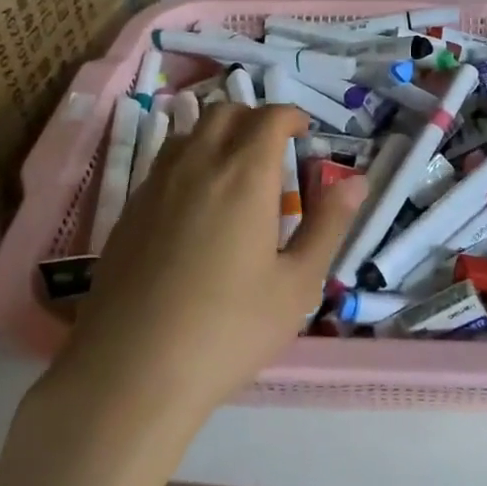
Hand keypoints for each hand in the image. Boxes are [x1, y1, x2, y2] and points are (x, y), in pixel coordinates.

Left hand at [62, 103, 366, 421]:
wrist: (130, 372)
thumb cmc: (228, 331)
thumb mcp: (296, 285)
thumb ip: (328, 225)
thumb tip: (357, 181)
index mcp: (244, 176)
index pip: (269, 118)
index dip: (291, 116)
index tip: (305, 132)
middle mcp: (198, 165)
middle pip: (226, 112)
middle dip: (255, 118)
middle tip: (275, 148)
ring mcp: (156, 185)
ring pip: (190, 131)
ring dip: (219, 133)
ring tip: (235, 169)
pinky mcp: (129, 210)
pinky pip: (164, 162)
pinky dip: (190, 159)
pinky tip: (196, 203)